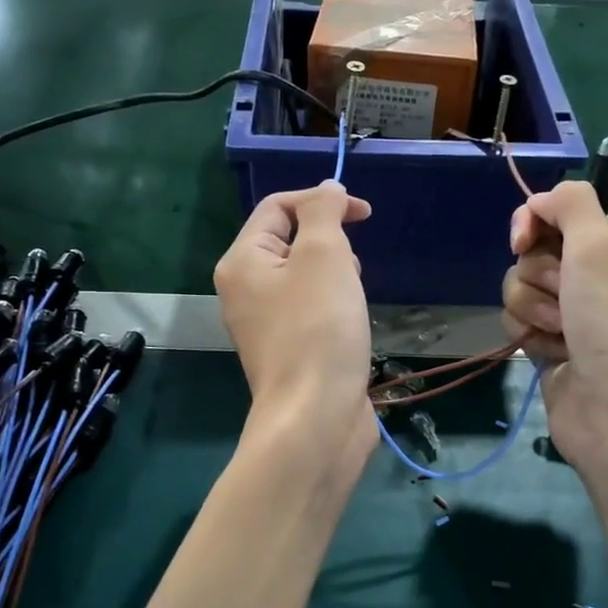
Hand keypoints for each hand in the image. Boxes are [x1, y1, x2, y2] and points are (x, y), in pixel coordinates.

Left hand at [214, 182, 376, 472]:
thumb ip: (323, 213)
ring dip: (337, 277)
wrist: (316, 418)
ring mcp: (266, 325)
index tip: (364, 215)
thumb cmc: (319, 329)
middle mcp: (245, 291)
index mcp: (243, 262)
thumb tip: (326, 189)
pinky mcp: (289, 351)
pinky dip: (335, 308)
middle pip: (291, 242)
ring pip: (306, 278)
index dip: (321, 200)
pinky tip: (352, 327)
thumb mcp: (324, 256)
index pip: (277, 207)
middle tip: (350, 270)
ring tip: (353, 301)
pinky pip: (312, 311)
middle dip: (330, 244)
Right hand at [501, 181, 607, 478]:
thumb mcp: (600, 246)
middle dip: (538, 276)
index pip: (559, 214)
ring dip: (532, 309)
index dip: (533, 223)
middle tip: (565, 299)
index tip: (520, 241)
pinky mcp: (550, 346)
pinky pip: (517, 323)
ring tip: (561, 334)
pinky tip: (551, 354)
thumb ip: (570, 203)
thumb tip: (539, 201)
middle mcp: (595, 277)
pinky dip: (529, 336)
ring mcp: (572, 314)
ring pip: (518, 289)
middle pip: (532, 253)